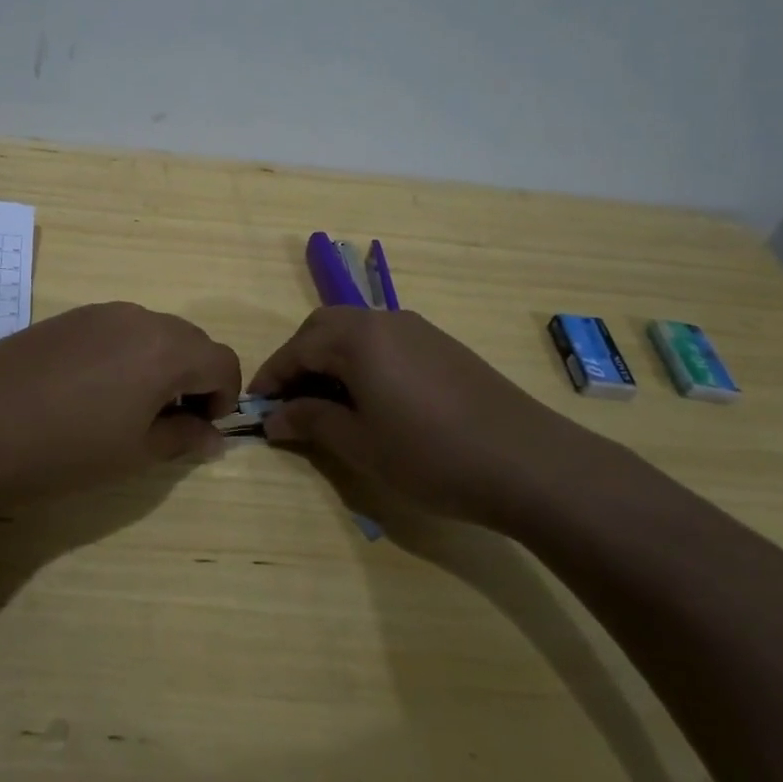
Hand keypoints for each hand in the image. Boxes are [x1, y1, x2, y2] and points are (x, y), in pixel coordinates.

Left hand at [0, 302, 241, 506]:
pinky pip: (116, 329)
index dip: (224, 396)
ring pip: (152, 331)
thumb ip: (183, 437)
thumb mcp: (136, 453)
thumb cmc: (67, 449)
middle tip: (168, 420)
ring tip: (127, 406)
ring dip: (158, 363)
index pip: (222, 360)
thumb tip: (213, 436)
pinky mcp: (67, 317)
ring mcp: (99, 312)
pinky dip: (124, 354)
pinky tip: (89, 390)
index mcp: (166, 349)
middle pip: (190, 340)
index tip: (199, 428)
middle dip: (193, 377)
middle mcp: (139, 318)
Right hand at [250, 307, 607, 531]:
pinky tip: (372, 398)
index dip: (271, 377)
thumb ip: (310, 422)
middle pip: (324, 328)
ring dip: (331, 358)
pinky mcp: (443, 345)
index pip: (297, 348)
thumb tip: (273, 418)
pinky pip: (385, 342)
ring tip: (327, 402)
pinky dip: (363, 361)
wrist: (528, 461)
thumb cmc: (431, 454)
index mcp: (356, 337)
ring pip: (356, 331)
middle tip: (289, 400)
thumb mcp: (360, 444)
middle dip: (299, 359)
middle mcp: (384, 320)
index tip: (254, 407)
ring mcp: (417, 329)